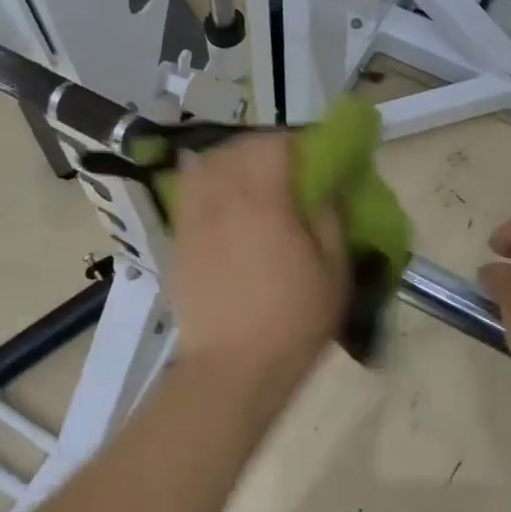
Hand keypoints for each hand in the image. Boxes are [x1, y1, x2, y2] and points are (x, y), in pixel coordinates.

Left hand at [167, 133, 348, 401]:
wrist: (232, 368)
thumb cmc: (292, 321)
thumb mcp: (333, 271)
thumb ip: (330, 218)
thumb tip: (327, 185)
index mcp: (263, 200)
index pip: (273, 144)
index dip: (295, 142)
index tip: (313, 157)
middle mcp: (222, 199)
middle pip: (236, 148)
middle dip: (264, 148)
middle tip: (285, 168)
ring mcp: (193, 218)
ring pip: (205, 164)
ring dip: (230, 161)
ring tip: (248, 180)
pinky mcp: (178, 240)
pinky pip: (187, 192)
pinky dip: (205, 183)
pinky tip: (221, 202)